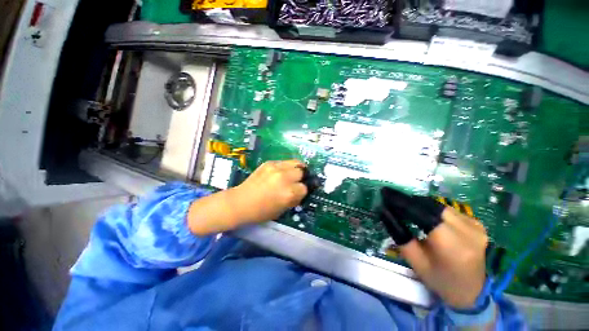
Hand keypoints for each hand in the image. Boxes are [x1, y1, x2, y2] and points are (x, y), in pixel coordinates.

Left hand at [229, 160, 307, 223]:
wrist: (241, 202)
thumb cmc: (262, 211)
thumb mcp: (283, 209)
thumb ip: (295, 198)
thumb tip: (302, 190)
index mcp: (289, 193)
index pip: (305, 188)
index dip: (302, 191)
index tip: (298, 192)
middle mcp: (285, 178)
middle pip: (302, 172)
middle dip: (301, 178)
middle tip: (296, 182)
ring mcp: (276, 168)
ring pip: (296, 163)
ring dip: (296, 169)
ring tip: (292, 173)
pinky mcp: (269, 163)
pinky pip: (284, 162)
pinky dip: (286, 167)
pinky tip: (280, 172)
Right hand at [380, 188, 487, 308]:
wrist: (473, 291)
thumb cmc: (440, 279)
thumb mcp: (415, 261)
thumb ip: (399, 234)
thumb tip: (383, 211)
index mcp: (451, 245)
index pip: (421, 213)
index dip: (401, 201)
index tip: (384, 192)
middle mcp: (467, 230)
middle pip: (430, 205)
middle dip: (408, 200)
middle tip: (391, 199)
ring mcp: (475, 225)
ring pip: (438, 205)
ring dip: (419, 203)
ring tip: (404, 206)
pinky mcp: (476, 223)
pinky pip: (447, 209)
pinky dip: (431, 208)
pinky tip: (422, 213)